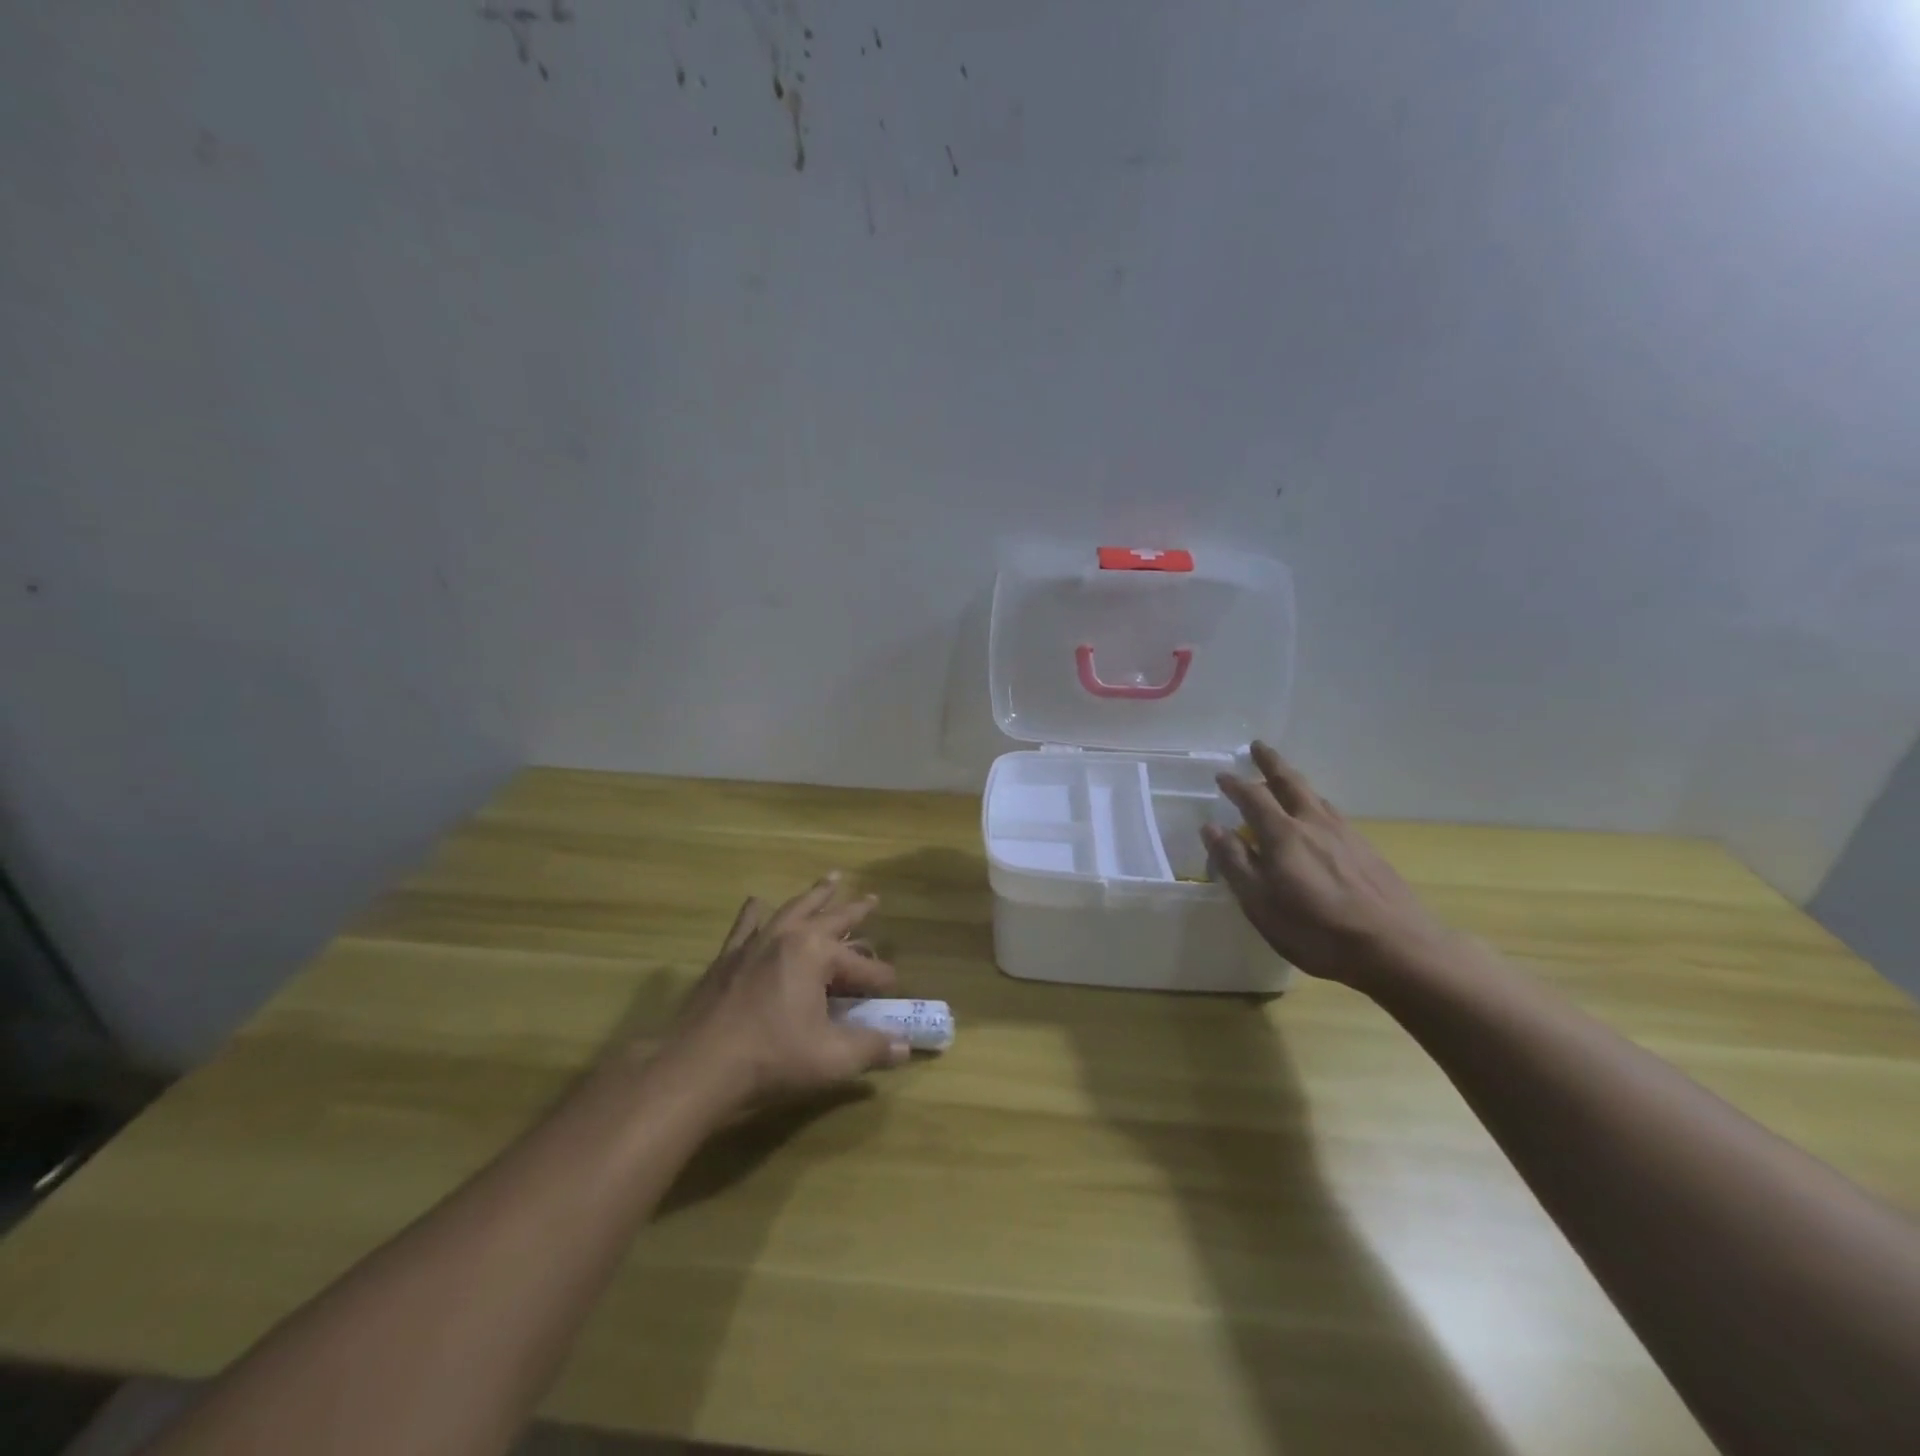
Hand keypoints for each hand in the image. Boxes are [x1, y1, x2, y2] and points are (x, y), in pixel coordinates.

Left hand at [660, 873, 909, 1112]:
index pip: (861, 965)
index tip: (893, 990)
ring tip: (831, 878)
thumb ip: (872, 1049)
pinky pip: (746, 926)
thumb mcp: (831, 1058)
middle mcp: (787, 937)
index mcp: (816, 953)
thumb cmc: (770, 1058)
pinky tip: (756, 902)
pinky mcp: (727, 958)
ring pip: (792, 910)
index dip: (880, 979)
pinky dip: (754, 913)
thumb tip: (905, 1047)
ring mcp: (754, 943)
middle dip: (854, 911)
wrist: (697, 1067)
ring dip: (814, 896)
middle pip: (830, 919)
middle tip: (873, 897)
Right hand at [1201, 742, 1453, 987]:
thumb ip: (1235, 862)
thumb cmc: (1315, 930)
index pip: (1253, 797)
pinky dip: (1317, 805)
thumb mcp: (1260, 902)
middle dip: (1271, 763)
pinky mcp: (1367, 851)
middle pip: (1290, 783)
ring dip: (1296, 782)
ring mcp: (1345, 835)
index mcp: (1283, 834)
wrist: (1396, 947)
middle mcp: (1314, 824)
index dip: (1235, 785)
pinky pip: (1334, 814)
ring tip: (1286, 780)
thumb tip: (1212, 827)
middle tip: (1258, 746)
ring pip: (1316, 797)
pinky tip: (1321, 818)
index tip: (1221, 775)